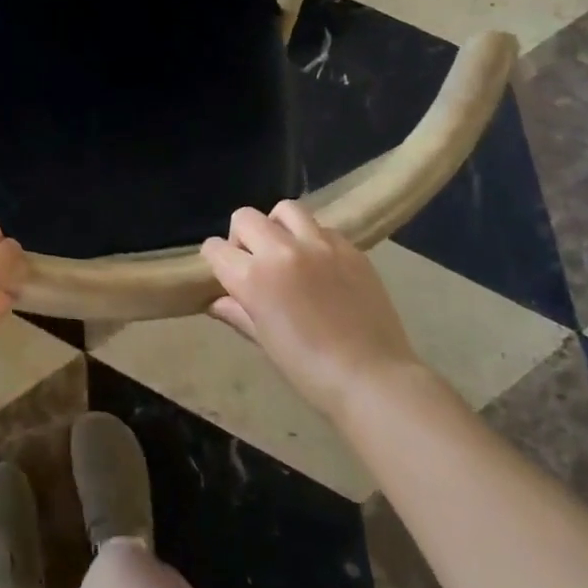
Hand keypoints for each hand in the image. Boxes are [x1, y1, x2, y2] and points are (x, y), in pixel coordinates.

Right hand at [200, 202, 420, 415]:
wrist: (372, 377)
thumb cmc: (309, 369)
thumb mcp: (264, 341)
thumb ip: (238, 313)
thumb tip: (217, 302)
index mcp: (253, 278)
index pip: (215, 248)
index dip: (215, 259)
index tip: (224, 273)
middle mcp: (282, 251)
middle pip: (245, 218)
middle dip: (241, 237)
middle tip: (254, 262)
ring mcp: (319, 245)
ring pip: (285, 210)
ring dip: (277, 226)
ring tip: (287, 251)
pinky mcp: (350, 248)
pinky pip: (322, 227)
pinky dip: (312, 239)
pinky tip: (320, 264)